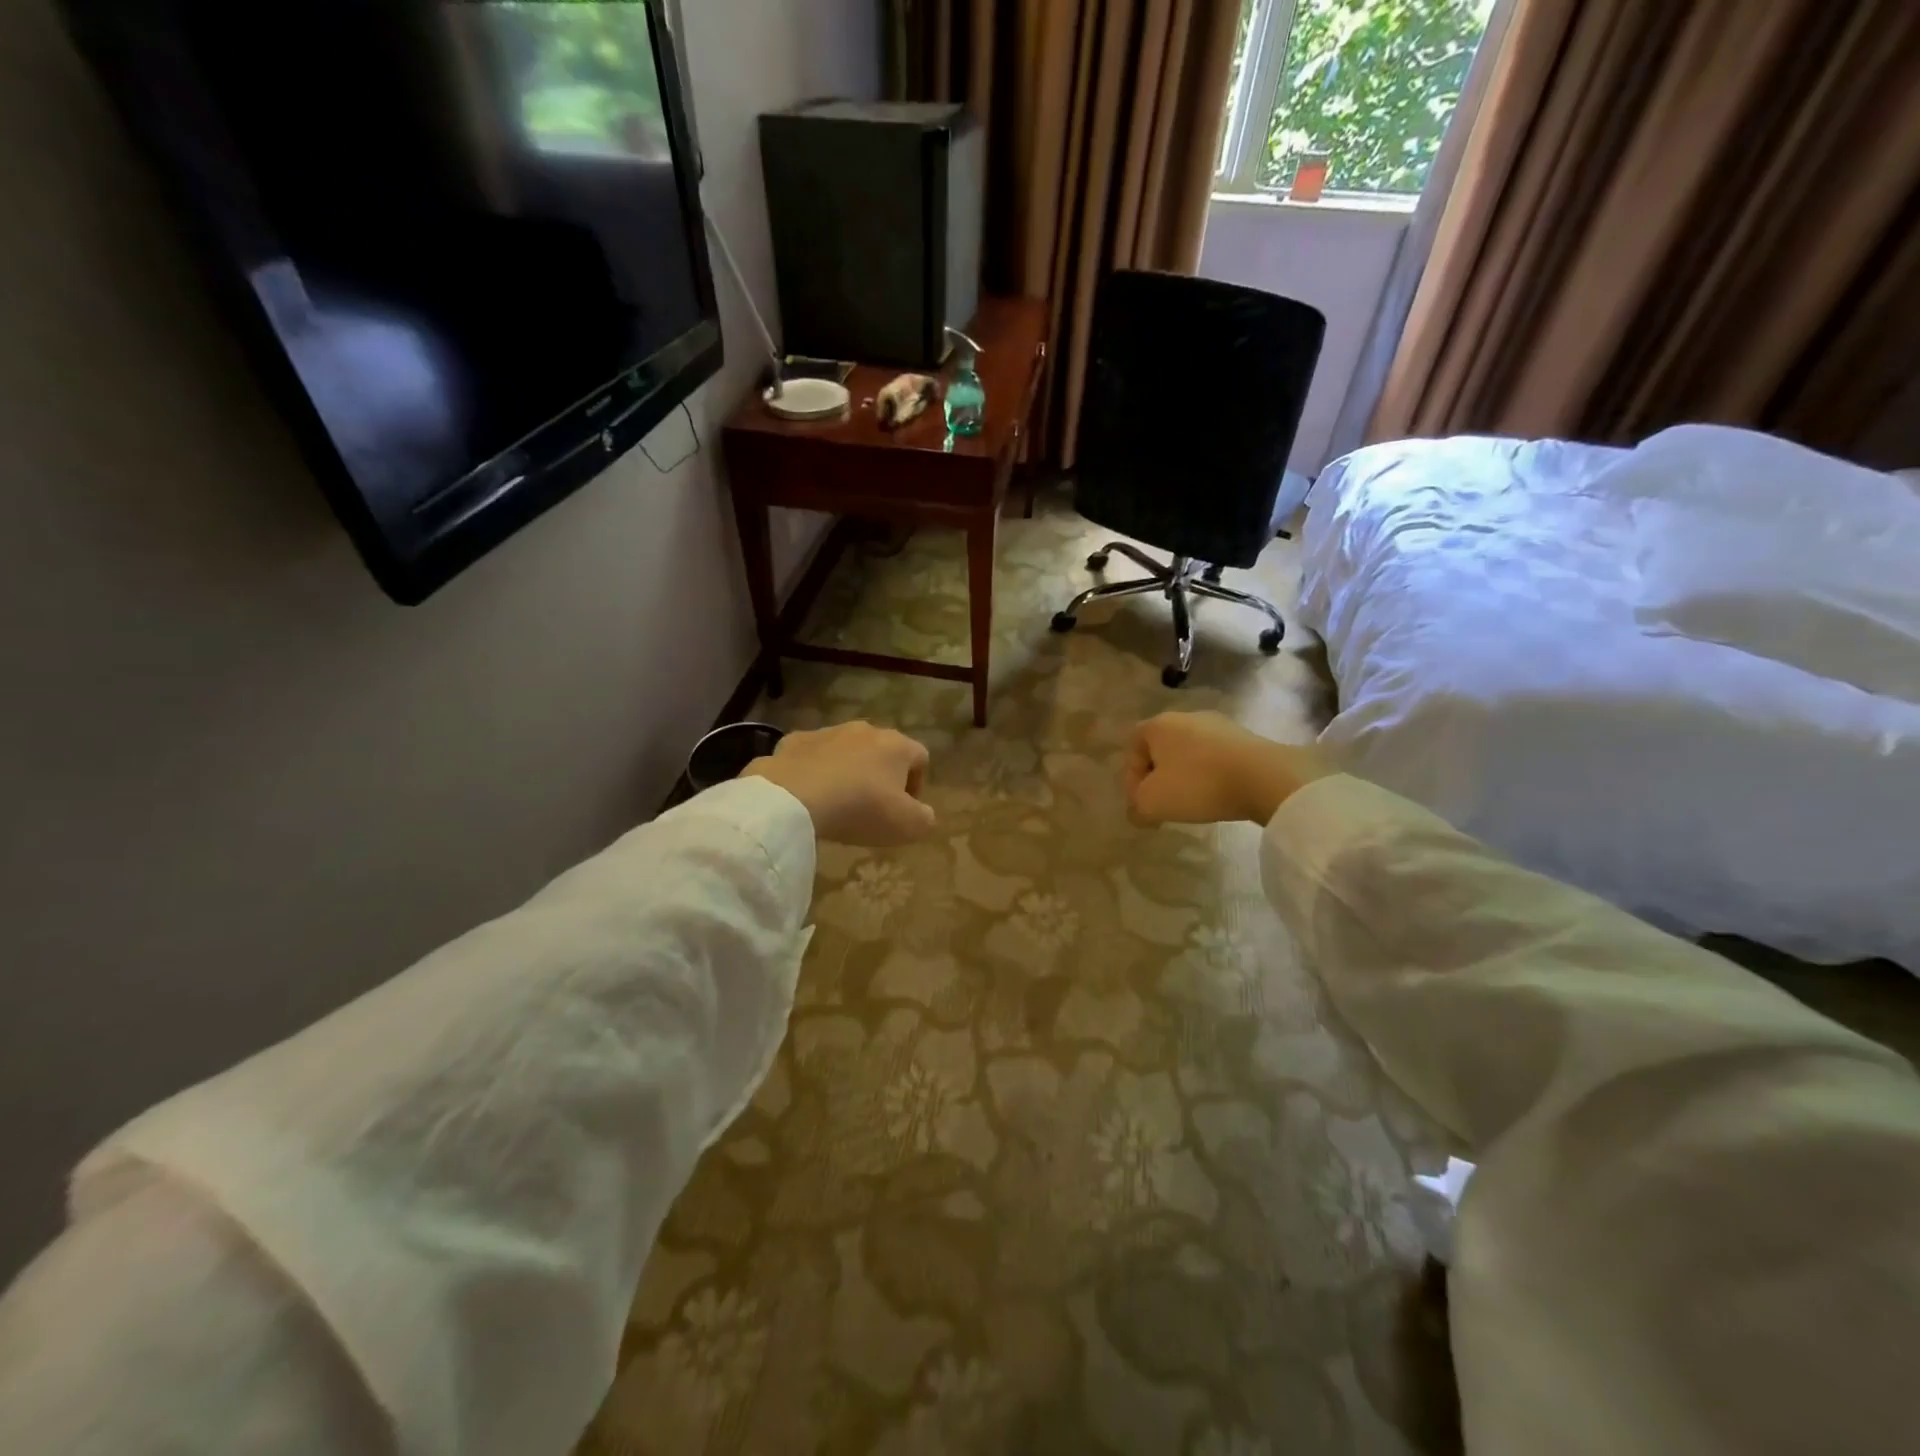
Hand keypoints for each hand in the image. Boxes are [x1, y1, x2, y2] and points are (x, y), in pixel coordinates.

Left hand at [742, 721, 935, 845]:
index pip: (921, 757)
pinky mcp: (794, 740)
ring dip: (848, 771)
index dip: (918, 784)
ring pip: (846, 750)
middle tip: (872, 807)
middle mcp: (865, 729)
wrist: (793, 798)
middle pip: (883, 751)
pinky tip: (808, 795)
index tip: (905, 810)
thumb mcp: (907, 826)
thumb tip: (924, 813)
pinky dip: (814, 771)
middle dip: (881, 776)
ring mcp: (828, 731)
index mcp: (896, 745)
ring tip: (838, 803)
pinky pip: (812, 755)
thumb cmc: (860, 809)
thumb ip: (924, 818)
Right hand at [1124, 711, 1331, 825]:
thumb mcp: (1153, 802)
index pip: (1133, 747)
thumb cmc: (1198, 784)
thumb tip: (1139, 808)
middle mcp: (1186, 716)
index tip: (1142, 803)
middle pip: (1162, 749)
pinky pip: (1216, 757)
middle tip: (1164, 804)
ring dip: (1186, 776)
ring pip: (1190, 753)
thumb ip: (1136, 805)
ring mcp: (1219, 724)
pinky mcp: (1245, 737)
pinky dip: (1212, 775)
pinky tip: (1220, 794)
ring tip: (1194, 802)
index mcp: (1159, 725)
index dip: (1132, 778)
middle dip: (1159, 777)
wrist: (1265, 777)